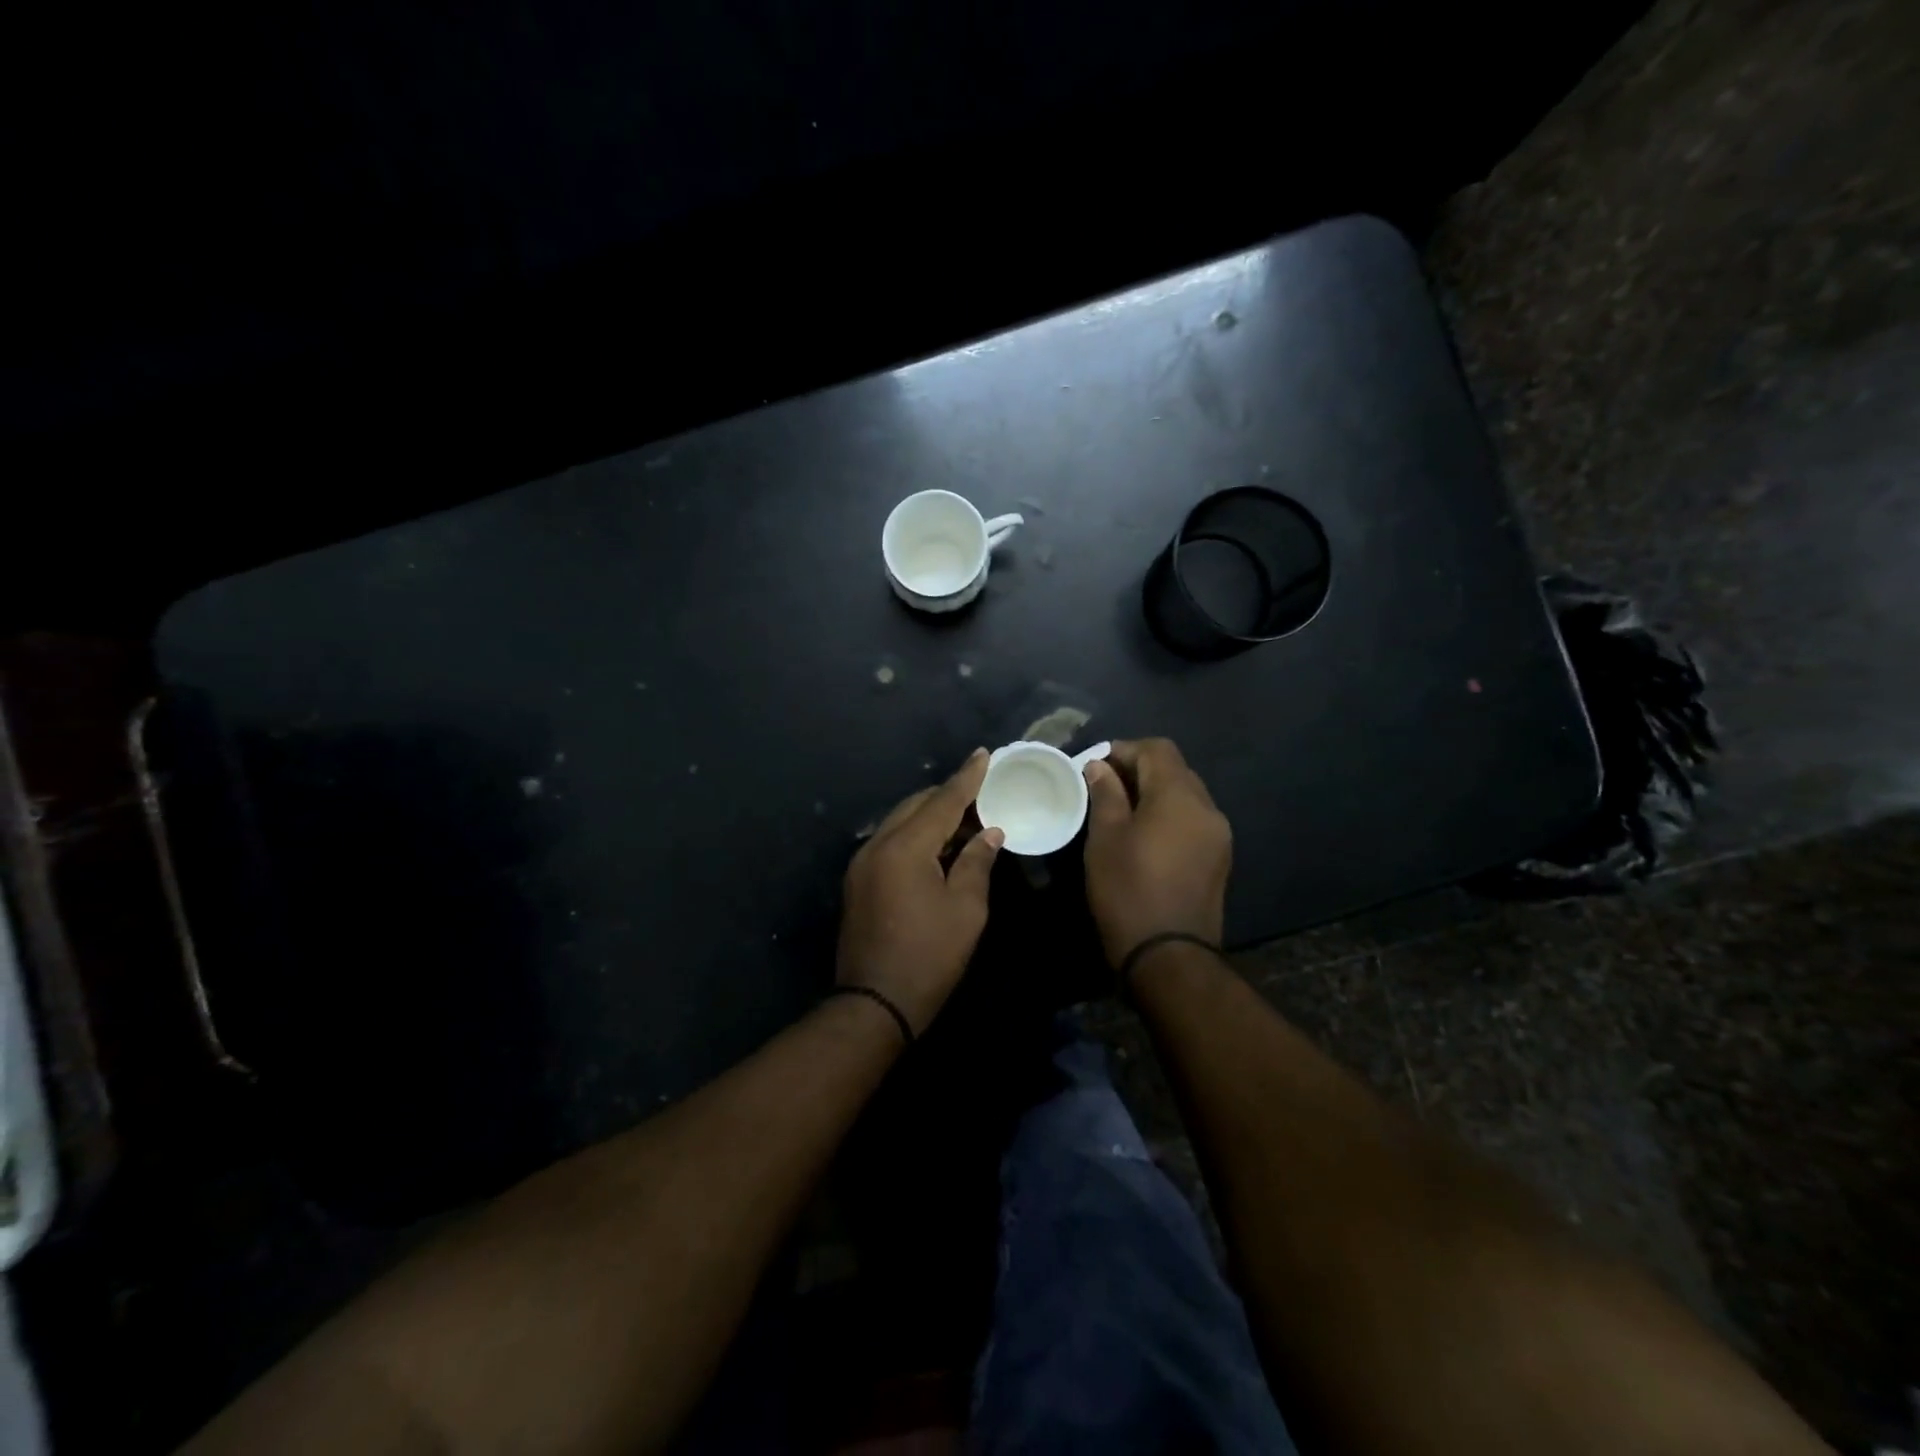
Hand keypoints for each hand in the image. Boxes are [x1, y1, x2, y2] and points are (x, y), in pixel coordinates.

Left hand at [836, 749, 1003, 1034]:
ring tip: (966, 820)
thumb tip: (989, 833)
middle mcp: (877, 845)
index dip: (967, 778)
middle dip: (948, 796)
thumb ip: (977, 863)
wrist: (874, 1003)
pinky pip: (890, 842)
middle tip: (982, 795)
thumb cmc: (929, 957)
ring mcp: (862, 863)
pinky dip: (916, 836)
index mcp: (904, 847)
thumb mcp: (966, 909)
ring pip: (900, 822)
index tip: (984, 754)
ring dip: (931, 817)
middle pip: (916, 806)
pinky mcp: (858, 881)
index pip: (942, 801)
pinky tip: (938, 847)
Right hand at [1082, 738, 1231, 965]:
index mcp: (1179, 796)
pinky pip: (1193, 821)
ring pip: (1186, 796)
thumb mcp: (1105, 838)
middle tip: (1104, 788)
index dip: (1124, 750)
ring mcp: (1218, 835)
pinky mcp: (1219, 859)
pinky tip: (1145, 837)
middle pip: (1175, 769)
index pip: (1157, 749)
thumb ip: (1105, 794)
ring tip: (1122, 813)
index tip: (1095, 766)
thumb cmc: (1128, 890)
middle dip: (1140, 770)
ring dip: (1155, 794)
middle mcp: (1207, 808)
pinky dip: (1169, 816)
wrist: (1169, 956)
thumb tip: (1100, 766)